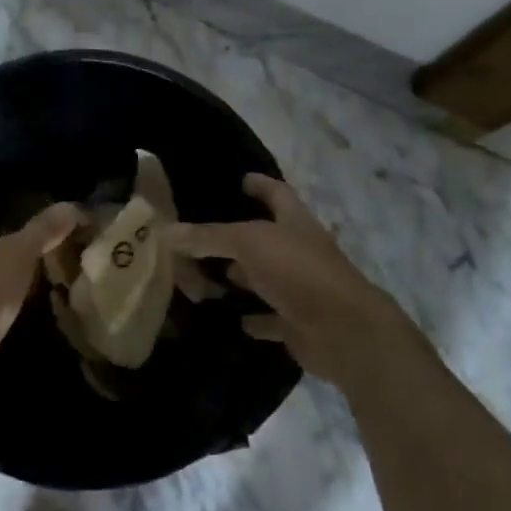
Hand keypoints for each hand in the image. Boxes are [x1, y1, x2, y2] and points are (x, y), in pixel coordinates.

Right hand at [172, 174, 412, 388]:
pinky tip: (233, 318)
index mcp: (295, 223)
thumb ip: (209, 237)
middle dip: (239, 235)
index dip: (260, 184)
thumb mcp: (249, 243)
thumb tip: (167, 232)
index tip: (241, 179)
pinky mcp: (298, 323)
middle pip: (267, 238)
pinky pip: (271, 318)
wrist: (343, 331)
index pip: (277, 194)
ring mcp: (301, 288)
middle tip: (203, 236)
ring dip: (243, 277)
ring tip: (206, 276)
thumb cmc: (299, 272)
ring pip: (266, 278)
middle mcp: (300, 252)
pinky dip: (255, 318)